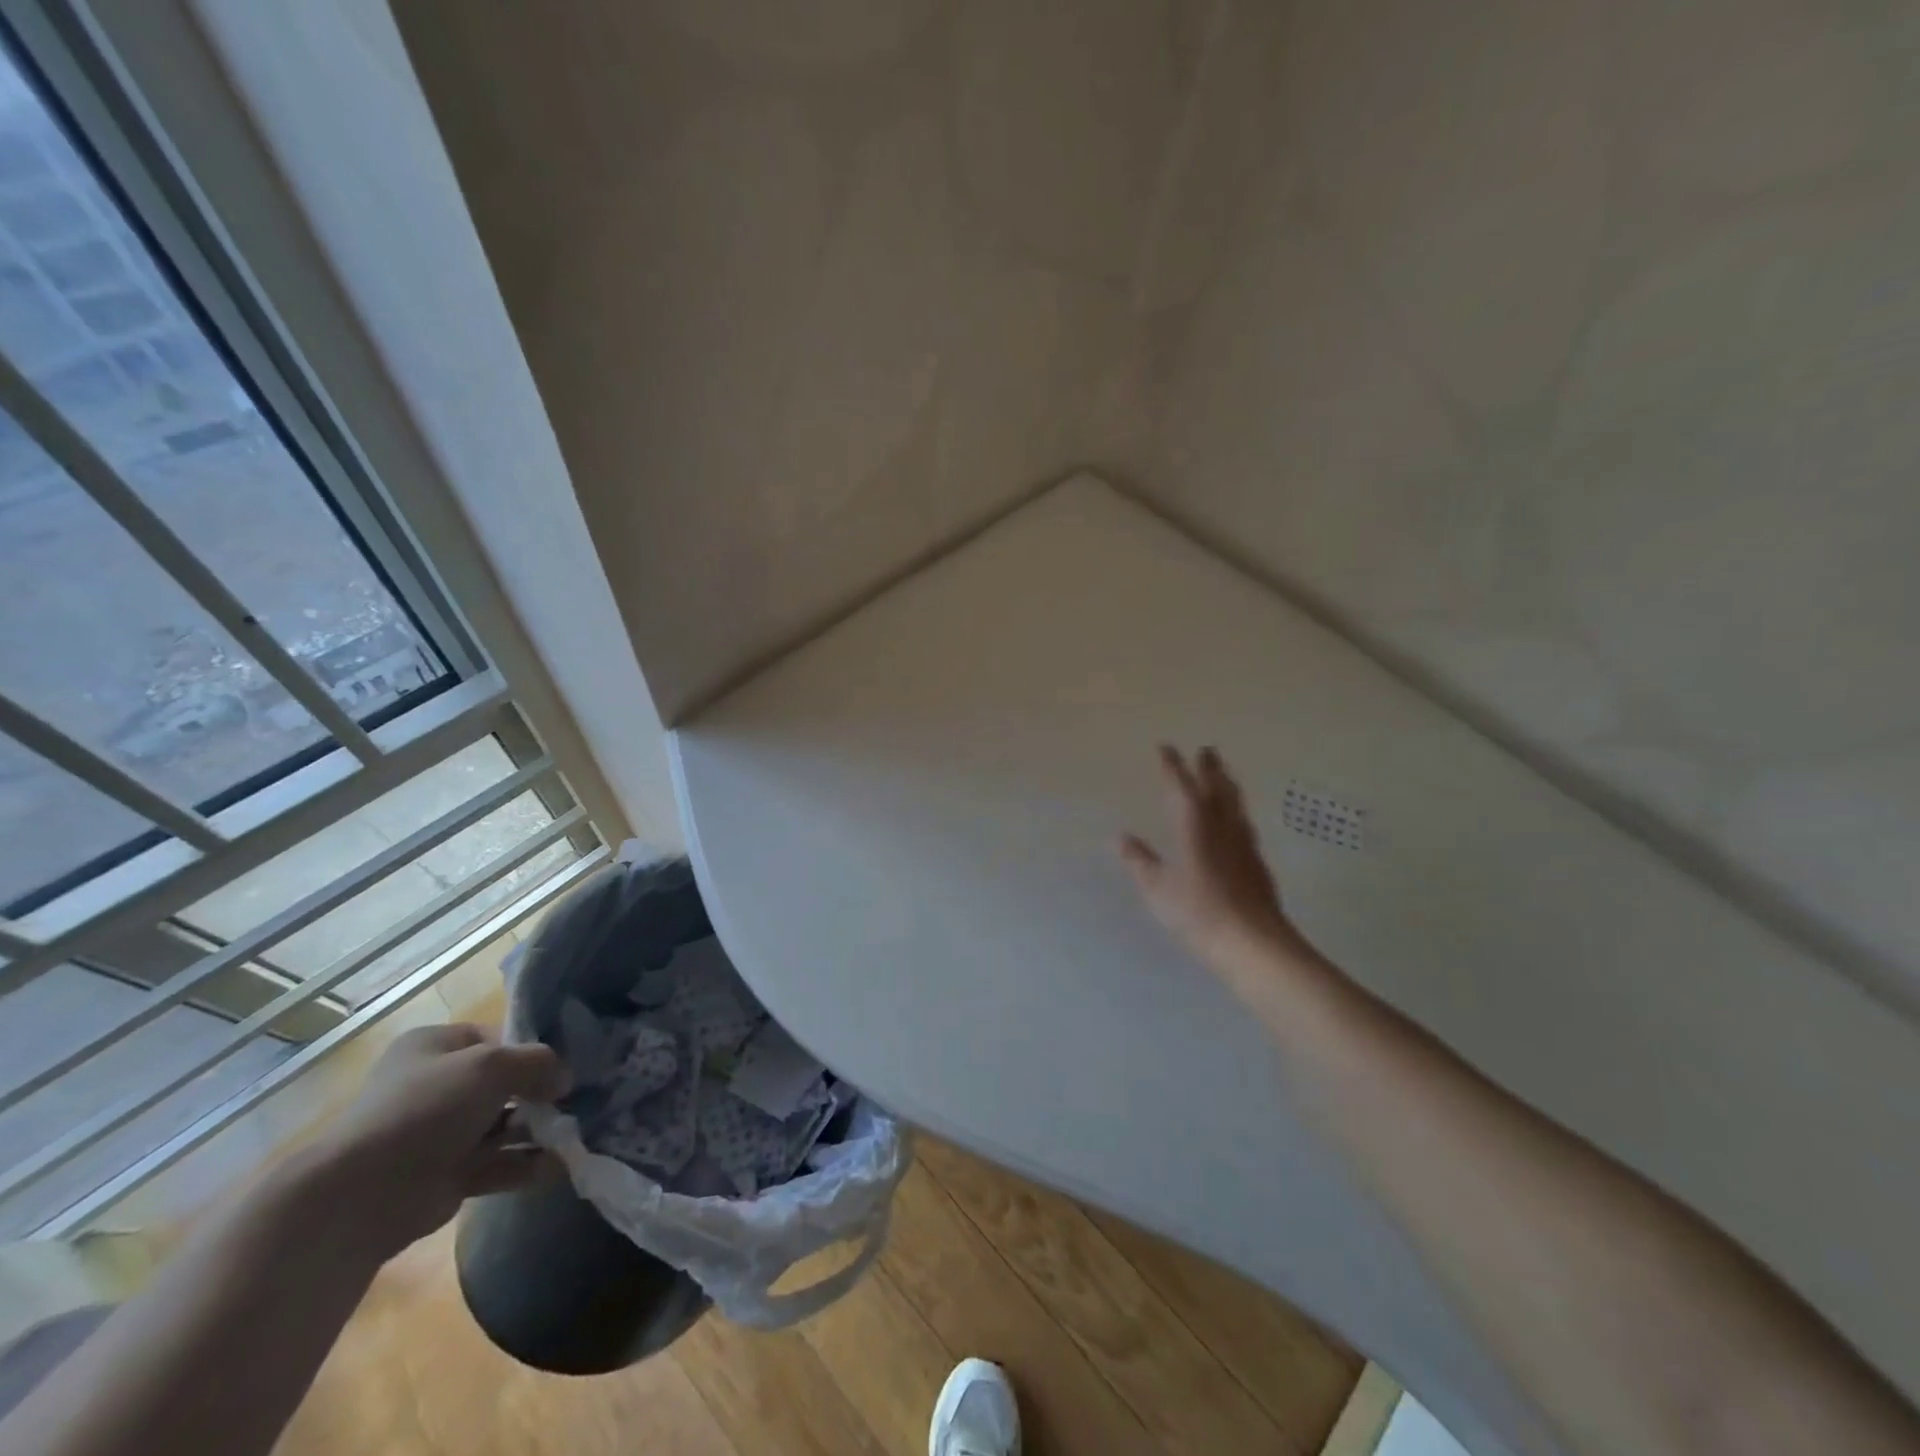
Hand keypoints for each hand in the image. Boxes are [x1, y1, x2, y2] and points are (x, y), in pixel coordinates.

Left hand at [308, 1023, 570, 1259]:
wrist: (363, 1194)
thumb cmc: (427, 1108)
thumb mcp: (493, 1065)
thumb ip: (538, 1063)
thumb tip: (565, 1079)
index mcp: (435, 1046)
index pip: (495, 1038)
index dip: (531, 1049)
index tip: (564, 1064)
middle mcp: (437, 1085)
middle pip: (504, 1084)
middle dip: (541, 1093)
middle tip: (579, 1100)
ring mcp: (441, 1133)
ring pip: (504, 1125)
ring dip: (539, 1130)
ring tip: (576, 1134)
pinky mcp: (447, 1175)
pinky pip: (497, 1164)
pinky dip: (527, 1165)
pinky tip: (560, 1165)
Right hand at [1120, 745, 1314, 973]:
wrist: (1254, 943)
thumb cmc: (1198, 912)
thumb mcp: (1158, 888)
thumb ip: (1140, 861)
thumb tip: (1121, 838)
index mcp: (1194, 826)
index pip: (1181, 787)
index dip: (1172, 767)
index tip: (1165, 747)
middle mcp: (1222, 827)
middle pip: (1217, 788)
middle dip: (1209, 768)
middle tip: (1206, 749)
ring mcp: (1245, 844)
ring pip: (1236, 804)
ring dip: (1227, 785)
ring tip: (1225, 775)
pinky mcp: (1258, 863)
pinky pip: (1245, 824)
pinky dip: (1237, 812)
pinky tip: (1238, 822)